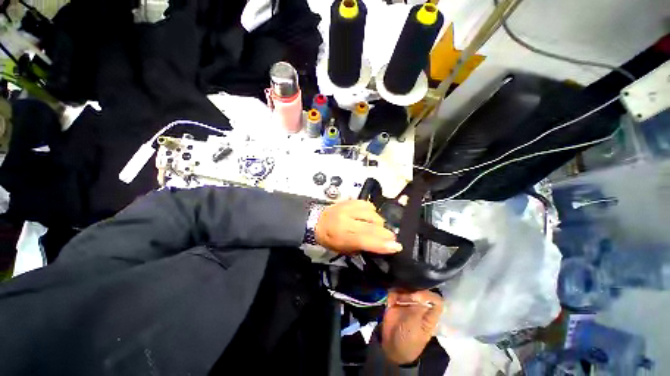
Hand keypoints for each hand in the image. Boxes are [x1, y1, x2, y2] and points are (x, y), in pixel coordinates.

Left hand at [315, 200, 401, 253]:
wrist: (316, 221)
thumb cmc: (330, 239)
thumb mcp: (343, 249)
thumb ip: (363, 247)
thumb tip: (384, 246)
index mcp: (341, 235)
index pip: (364, 239)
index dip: (382, 244)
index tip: (396, 246)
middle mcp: (345, 219)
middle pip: (371, 225)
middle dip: (385, 233)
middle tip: (391, 238)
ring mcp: (347, 207)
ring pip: (372, 213)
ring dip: (378, 222)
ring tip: (375, 227)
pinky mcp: (349, 200)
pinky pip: (368, 205)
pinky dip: (372, 212)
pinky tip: (369, 216)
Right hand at [381, 290, 443, 364]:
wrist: (391, 347)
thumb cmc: (408, 341)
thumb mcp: (415, 329)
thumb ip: (418, 312)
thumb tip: (419, 295)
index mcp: (429, 315)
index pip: (436, 300)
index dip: (428, 295)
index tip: (416, 296)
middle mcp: (420, 307)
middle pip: (420, 291)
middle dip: (412, 290)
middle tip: (402, 296)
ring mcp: (407, 304)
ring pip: (406, 289)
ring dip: (400, 291)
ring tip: (394, 300)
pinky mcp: (396, 303)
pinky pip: (394, 292)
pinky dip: (391, 295)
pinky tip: (389, 302)